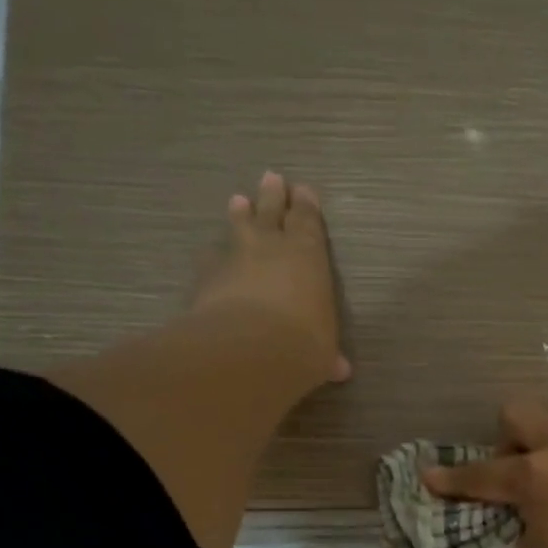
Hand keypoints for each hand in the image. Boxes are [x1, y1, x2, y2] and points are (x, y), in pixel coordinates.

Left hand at [192, 170, 351, 385]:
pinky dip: (214, 256)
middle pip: (272, 212)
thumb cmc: (302, 343)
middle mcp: (272, 247)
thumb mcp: (322, 352)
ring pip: (239, 228)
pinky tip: (210, 255)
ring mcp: (236, 258)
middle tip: (271, 177)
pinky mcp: (208, 277)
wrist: (248, 350)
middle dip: (273, 196)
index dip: (306, 206)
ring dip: (240, 215)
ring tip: (238, 200)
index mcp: (309, 255)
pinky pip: (212, 259)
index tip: (303, 190)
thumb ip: (327, 354)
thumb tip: (339, 370)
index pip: (308, 222)